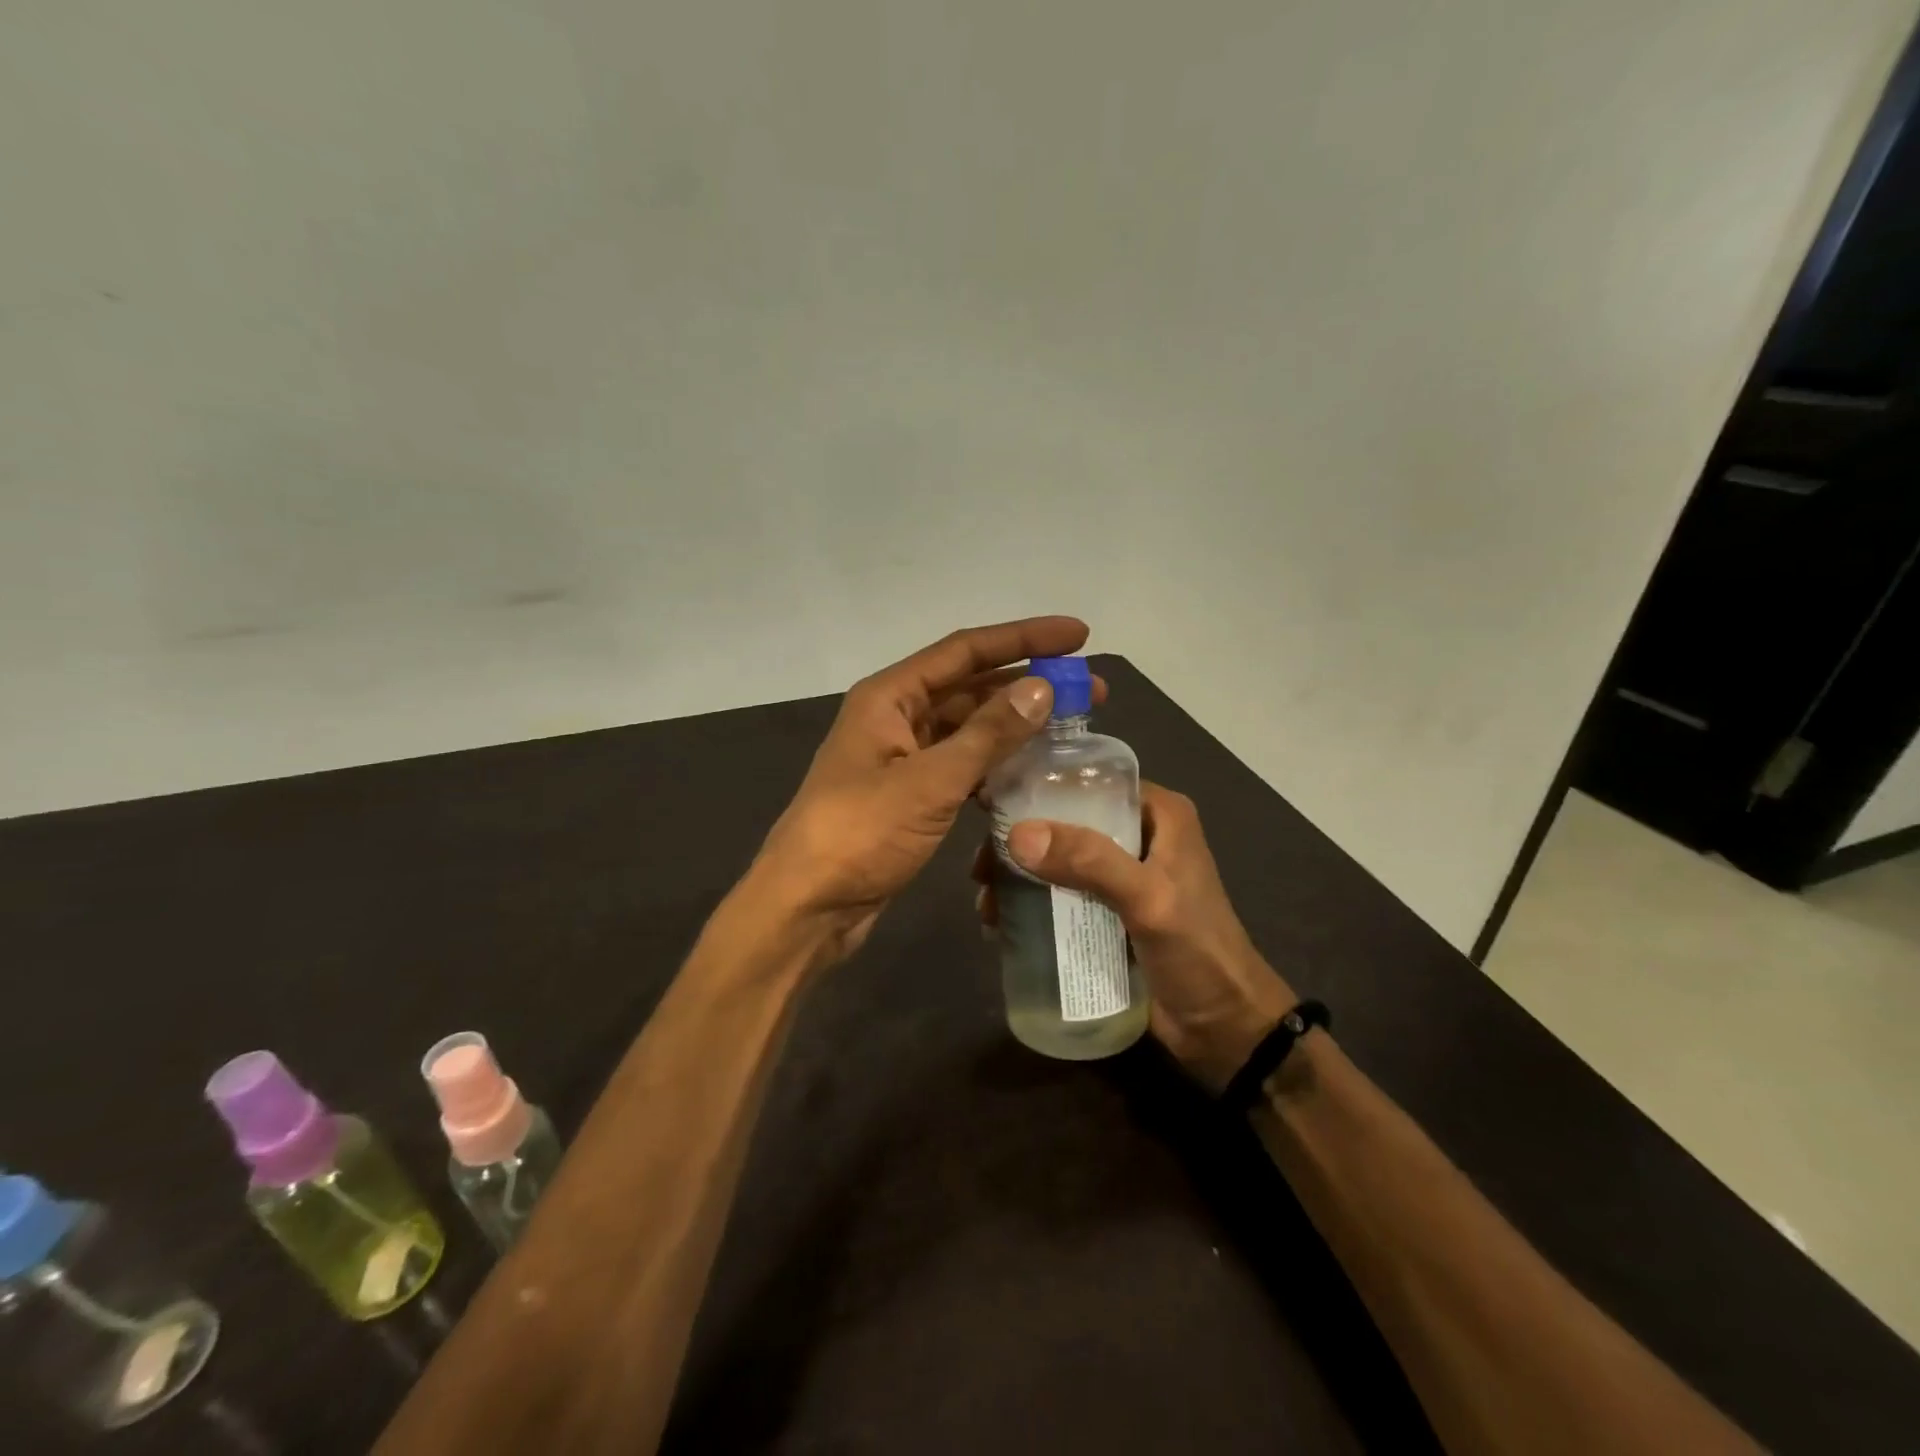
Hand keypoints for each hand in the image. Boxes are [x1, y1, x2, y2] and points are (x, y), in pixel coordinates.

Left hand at [752, 616, 1104, 965]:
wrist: (808, 907)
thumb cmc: (861, 834)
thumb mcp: (930, 781)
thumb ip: (987, 734)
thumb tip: (1041, 688)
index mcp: (889, 696)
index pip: (966, 650)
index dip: (1024, 638)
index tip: (1079, 635)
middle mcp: (895, 717)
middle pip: (970, 686)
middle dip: (1028, 684)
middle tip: (1090, 690)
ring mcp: (901, 757)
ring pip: (968, 728)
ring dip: (1015, 725)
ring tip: (1071, 728)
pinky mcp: (909, 795)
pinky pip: (961, 765)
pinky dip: (995, 764)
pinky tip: (1031, 771)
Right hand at [976, 783, 1294, 1090]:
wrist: (1227, 1030)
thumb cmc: (1198, 953)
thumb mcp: (1149, 900)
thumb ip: (1091, 863)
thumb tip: (1018, 835)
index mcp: (1159, 815)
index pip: (1091, 782)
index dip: (1039, 788)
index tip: (989, 804)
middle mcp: (1140, 836)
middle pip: (1067, 823)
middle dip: (1021, 843)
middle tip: (980, 868)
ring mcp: (1124, 877)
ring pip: (1060, 861)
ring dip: (1021, 877)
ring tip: (985, 903)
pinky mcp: (1111, 914)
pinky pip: (1064, 896)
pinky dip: (1034, 904)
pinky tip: (1002, 923)